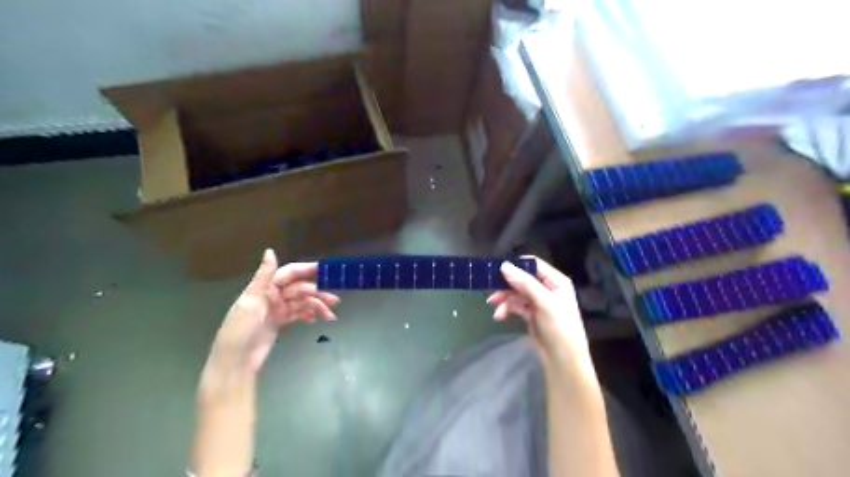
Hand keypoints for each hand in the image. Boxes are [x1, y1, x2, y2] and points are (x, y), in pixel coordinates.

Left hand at [205, 249, 338, 380]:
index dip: (306, 270)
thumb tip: (270, 250)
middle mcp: (272, 296)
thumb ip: (263, 277)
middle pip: (300, 289)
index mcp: (264, 288)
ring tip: (331, 316)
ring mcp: (277, 309)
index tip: (325, 270)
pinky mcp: (279, 322)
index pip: (289, 273)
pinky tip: (317, 320)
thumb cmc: (240, 330)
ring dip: (317, 306)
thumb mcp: (251, 302)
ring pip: (302, 302)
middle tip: (335, 301)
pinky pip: (298, 313)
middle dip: (318, 294)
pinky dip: (309, 315)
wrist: (235, 362)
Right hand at [488, 258, 587, 362]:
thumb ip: (524, 283)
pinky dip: (507, 309)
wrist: (563, 360)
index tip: (497, 269)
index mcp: (555, 281)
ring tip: (493, 306)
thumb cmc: (559, 327)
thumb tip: (504, 266)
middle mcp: (547, 288)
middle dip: (506, 285)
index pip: (533, 264)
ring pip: (516, 293)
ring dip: (504, 299)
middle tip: (490, 288)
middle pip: (522, 279)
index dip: (516, 265)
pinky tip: (499, 316)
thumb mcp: (543, 302)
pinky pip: (515, 306)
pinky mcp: (531, 314)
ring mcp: (539, 302)